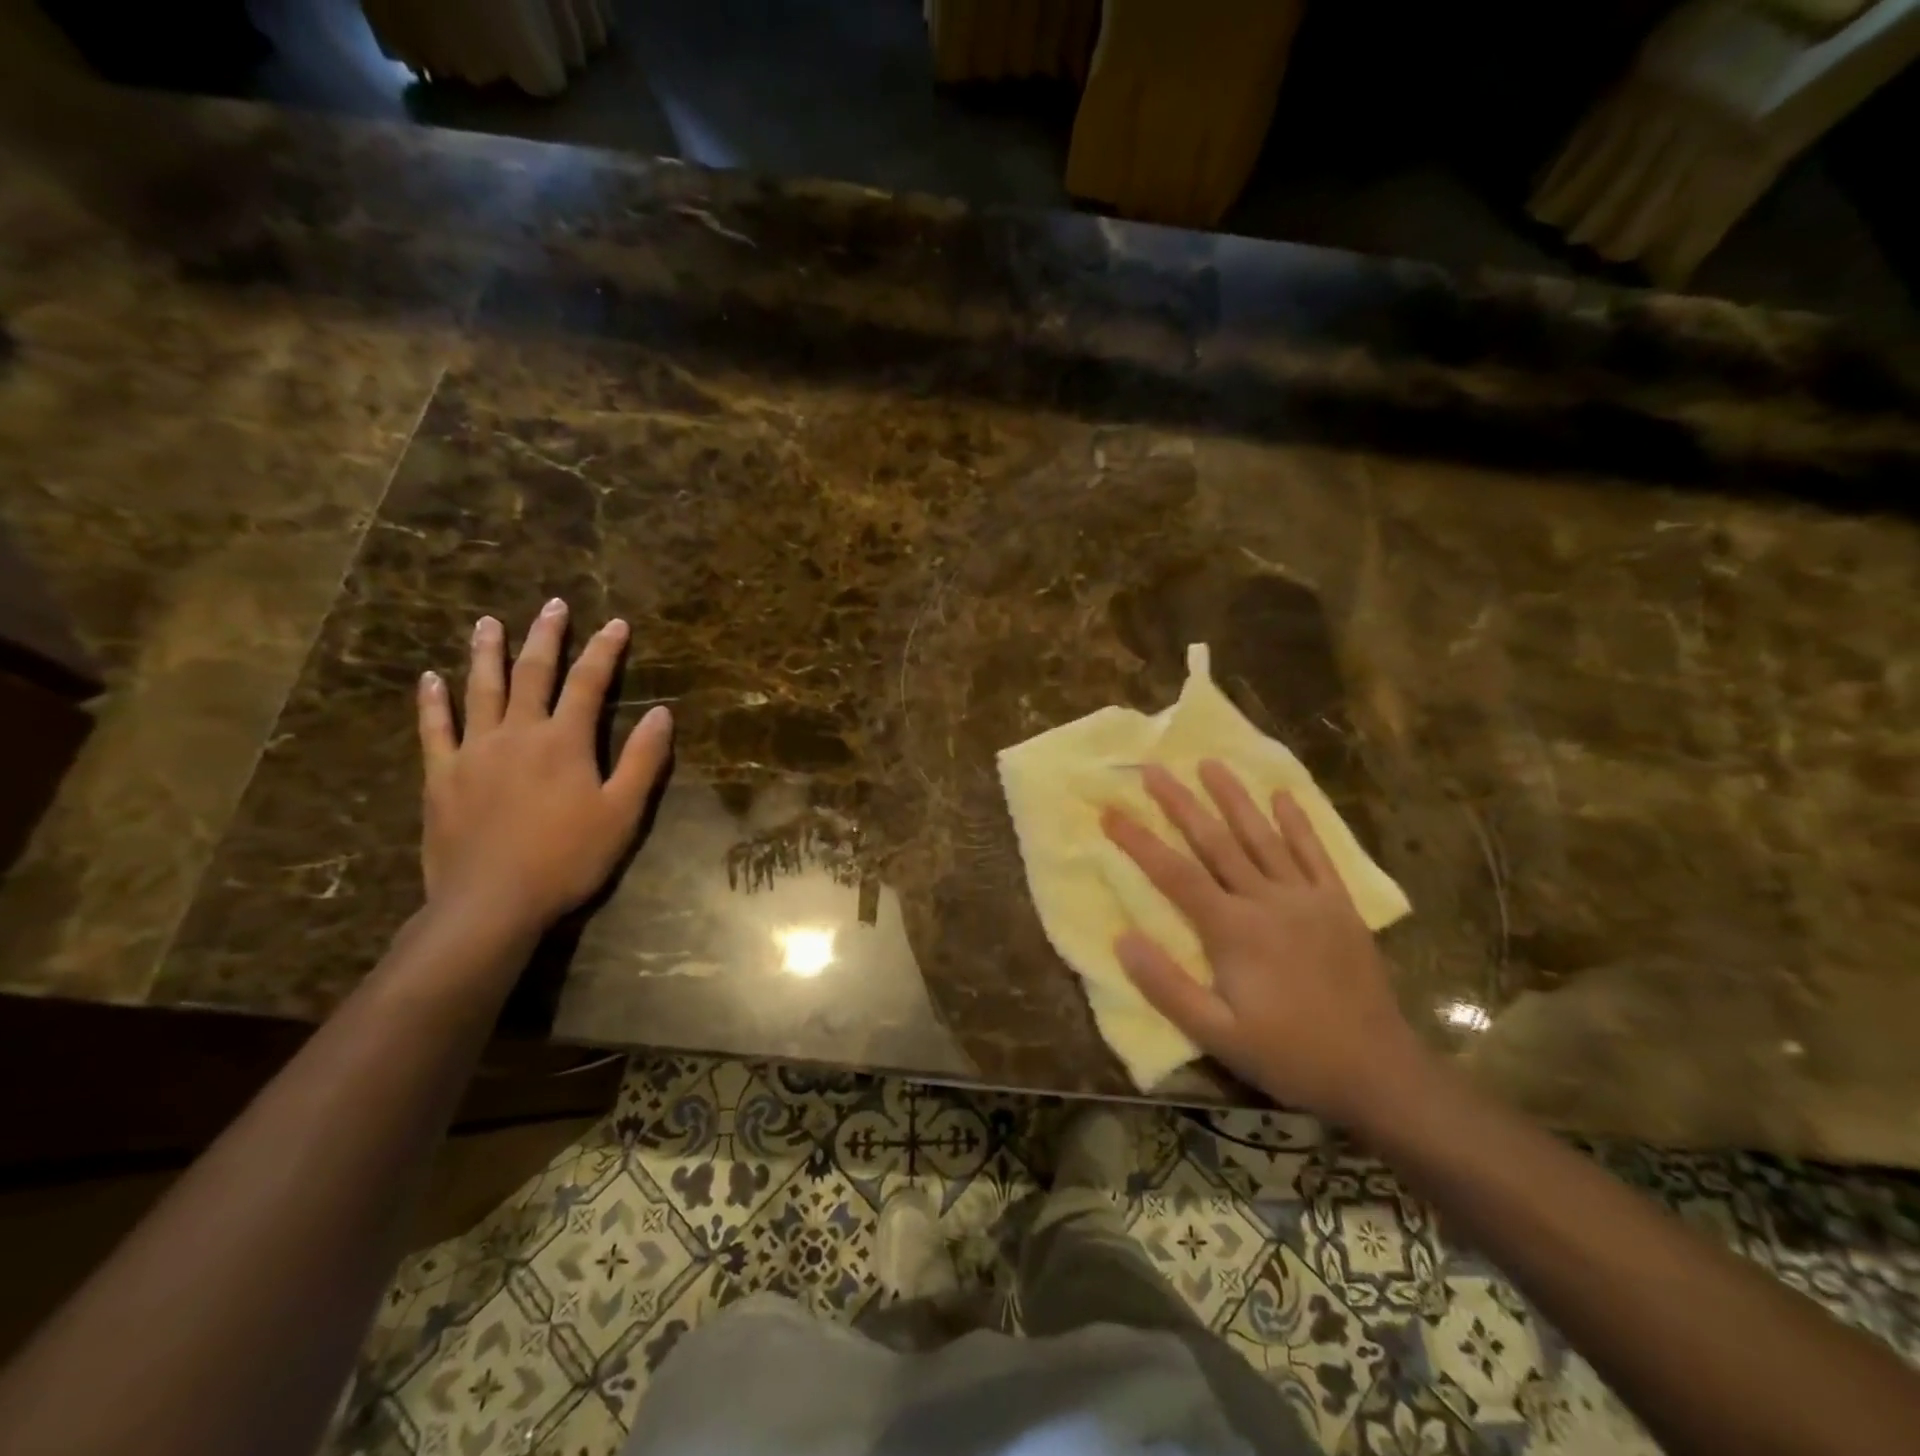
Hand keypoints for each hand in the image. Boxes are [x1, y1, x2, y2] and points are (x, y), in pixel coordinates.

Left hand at [416, 599, 672, 939]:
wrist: (492, 902)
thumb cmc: (568, 858)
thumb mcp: (623, 812)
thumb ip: (644, 760)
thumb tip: (663, 713)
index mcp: (565, 740)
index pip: (589, 682)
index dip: (605, 650)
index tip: (617, 623)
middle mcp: (518, 733)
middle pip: (532, 673)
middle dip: (546, 636)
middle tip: (553, 605)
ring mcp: (474, 751)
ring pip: (480, 690)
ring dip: (486, 653)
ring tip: (488, 623)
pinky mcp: (442, 776)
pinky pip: (434, 729)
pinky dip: (432, 702)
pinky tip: (430, 679)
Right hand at [1102, 761, 1426, 1125]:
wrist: (1377, 1072)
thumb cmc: (1289, 1054)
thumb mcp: (1217, 1035)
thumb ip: (1167, 987)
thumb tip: (1122, 939)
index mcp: (1233, 930)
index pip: (1174, 874)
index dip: (1139, 841)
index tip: (1110, 812)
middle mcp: (1267, 900)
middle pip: (1215, 841)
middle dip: (1180, 803)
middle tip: (1153, 768)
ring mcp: (1307, 898)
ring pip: (1263, 836)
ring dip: (1234, 797)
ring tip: (1210, 763)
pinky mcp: (1338, 905)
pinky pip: (1315, 853)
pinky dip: (1298, 822)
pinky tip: (1283, 795)